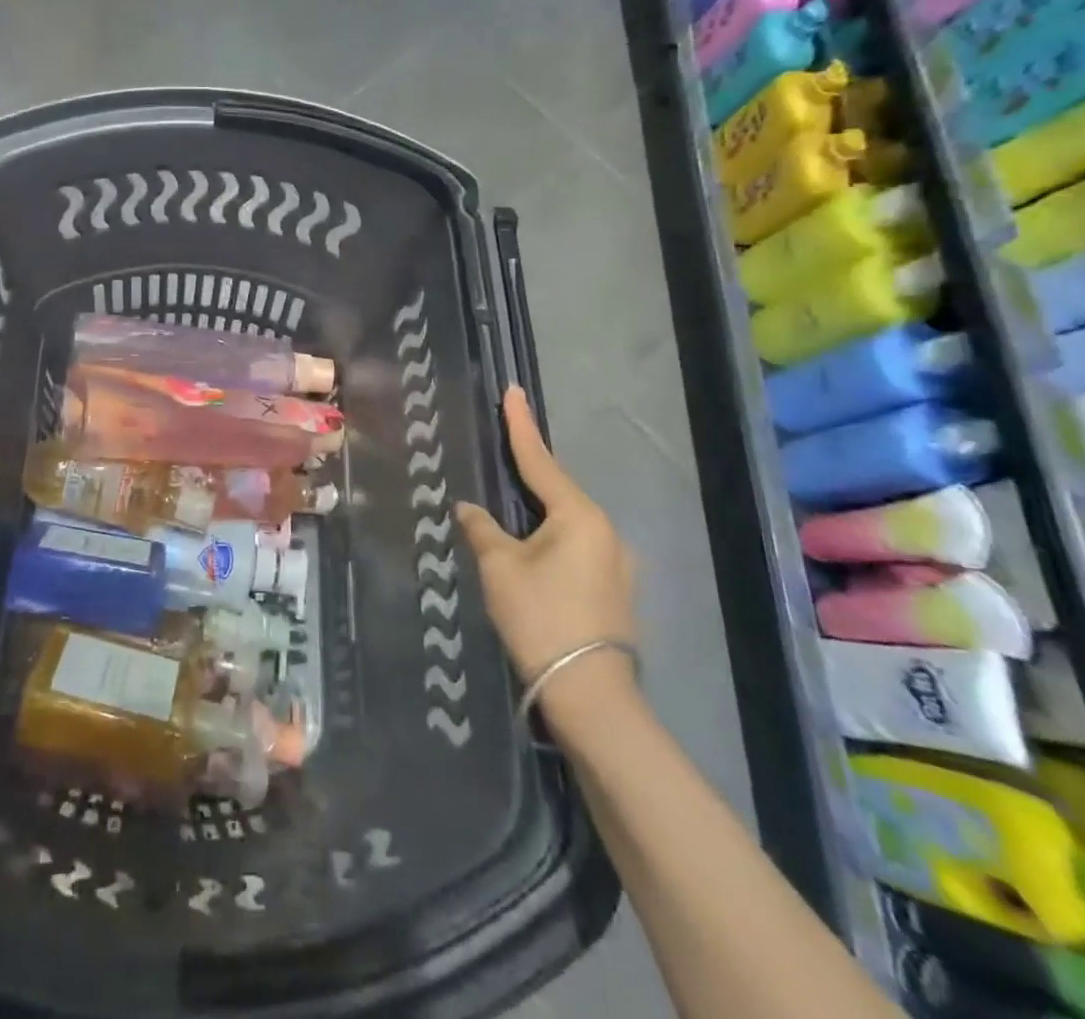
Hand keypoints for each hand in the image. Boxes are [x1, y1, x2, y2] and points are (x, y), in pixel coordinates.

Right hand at [457, 387, 637, 727]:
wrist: (589, 694)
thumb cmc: (540, 617)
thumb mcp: (499, 567)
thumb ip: (481, 529)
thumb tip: (468, 508)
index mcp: (579, 516)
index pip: (540, 460)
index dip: (520, 425)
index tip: (513, 391)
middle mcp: (606, 531)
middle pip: (557, 491)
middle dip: (530, 472)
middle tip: (504, 449)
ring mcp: (616, 562)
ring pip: (567, 522)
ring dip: (538, 512)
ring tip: (511, 508)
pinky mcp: (614, 589)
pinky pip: (576, 547)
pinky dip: (550, 539)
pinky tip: (532, 550)